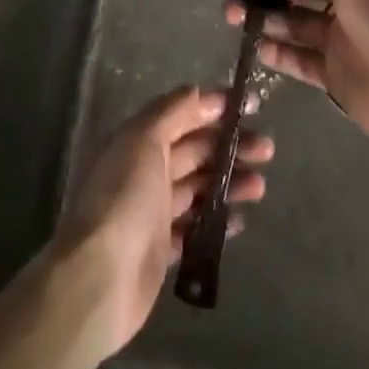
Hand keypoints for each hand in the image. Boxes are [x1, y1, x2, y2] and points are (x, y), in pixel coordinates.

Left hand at [55, 85, 272, 358]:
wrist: (101, 277)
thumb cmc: (125, 198)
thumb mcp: (145, 140)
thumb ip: (172, 112)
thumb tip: (199, 91)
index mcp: (139, 139)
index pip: (182, 113)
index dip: (215, 106)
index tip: (251, 105)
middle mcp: (145, 169)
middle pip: (195, 149)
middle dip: (230, 145)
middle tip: (266, 148)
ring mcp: (153, 210)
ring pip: (199, 187)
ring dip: (229, 182)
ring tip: (260, 186)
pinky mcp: (161, 248)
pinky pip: (195, 227)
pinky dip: (217, 221)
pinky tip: (240, 220)